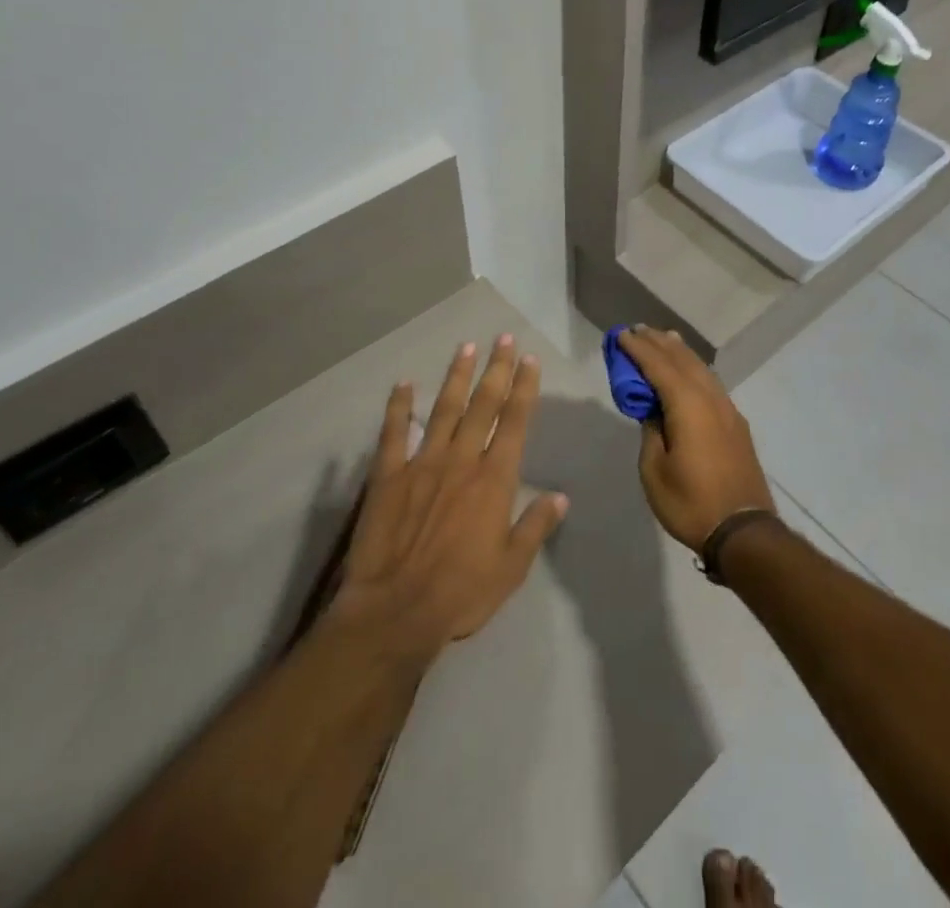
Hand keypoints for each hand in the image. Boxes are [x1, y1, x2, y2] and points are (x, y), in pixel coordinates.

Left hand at [330, 336, 568, 660]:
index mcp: (494, 479)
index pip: (514, 422)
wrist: (395, 611)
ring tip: (465, 347)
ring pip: (444, 409)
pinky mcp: (388, 475)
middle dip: (495, 369)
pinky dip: (398, 407)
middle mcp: (461, 460)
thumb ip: (535, 526)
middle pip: (482, 405)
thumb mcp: (511, 567)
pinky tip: (403, 384)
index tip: (529, 360)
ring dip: (456, 377)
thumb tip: (560, 496)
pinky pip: (394, 433)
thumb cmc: (461, 593)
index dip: (523, 388)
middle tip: (502, 338)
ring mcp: (422, 463)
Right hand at [618, 325, 776, 552]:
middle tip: (638, 329)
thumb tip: (653, 410)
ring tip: (664, 339)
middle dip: (659, 343)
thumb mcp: (655, 470)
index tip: (621, 335)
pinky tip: (690, 372)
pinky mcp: (736, 424)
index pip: (659, 366)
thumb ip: (651, 432)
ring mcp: (728, 410)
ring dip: (680, 352)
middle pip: (682, 360)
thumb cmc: (691, 502)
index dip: (638, 349)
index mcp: (688, 405)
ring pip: (701, 369)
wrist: (744, 531)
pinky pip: (711, 383)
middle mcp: (710, 399)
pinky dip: (695, 369)